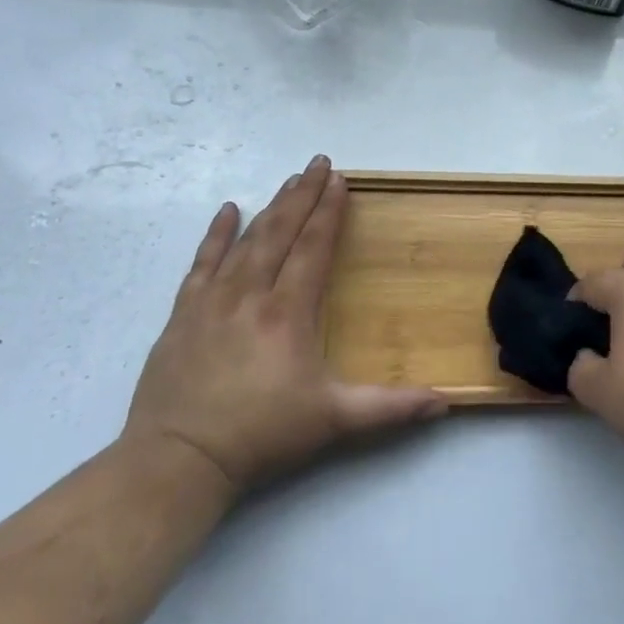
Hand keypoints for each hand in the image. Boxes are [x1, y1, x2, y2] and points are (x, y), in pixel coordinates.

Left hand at [122, 155, 445, 499]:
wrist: (177, 461)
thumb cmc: (261, 435)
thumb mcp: (334, 421)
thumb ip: (391, 408)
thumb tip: (446, 401)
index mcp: (288, 313)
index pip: (313, 248)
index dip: (328, 212)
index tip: (340, 180)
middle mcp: (251, 295)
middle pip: (281, 233)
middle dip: (303, 196)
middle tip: (318, 163)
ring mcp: (212, 302)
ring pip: (246, 242)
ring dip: (271, 208)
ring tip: (289, 181)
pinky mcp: (183, 315)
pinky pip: (201, 263)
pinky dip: (216, 235)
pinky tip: (228, 210)